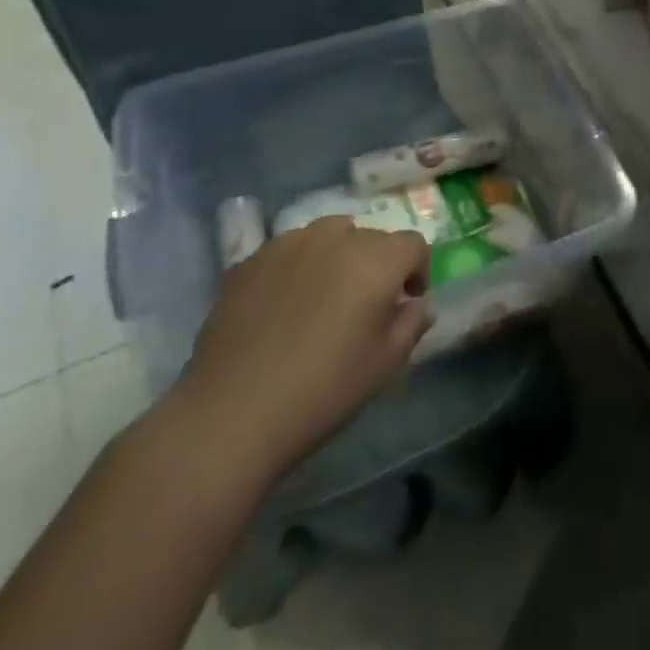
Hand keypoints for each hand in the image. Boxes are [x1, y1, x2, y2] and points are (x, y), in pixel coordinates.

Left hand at [177, 217, 431, 475]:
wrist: (232, 414)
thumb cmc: (323, 390)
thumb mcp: (384, 364)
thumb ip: (411, 324)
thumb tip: (417, 305)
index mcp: (376, 260)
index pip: (412, 245)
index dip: (416, 270)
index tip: (407, 301)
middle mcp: (335, 238)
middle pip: (370, 237)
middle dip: (376, 264)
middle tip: (364, 305)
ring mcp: (288, 244)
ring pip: (327, 235)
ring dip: (337, 257)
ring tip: (323, 297)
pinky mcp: (250, 261)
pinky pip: (288, 252)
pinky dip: (297, 267)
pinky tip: (283, 307)